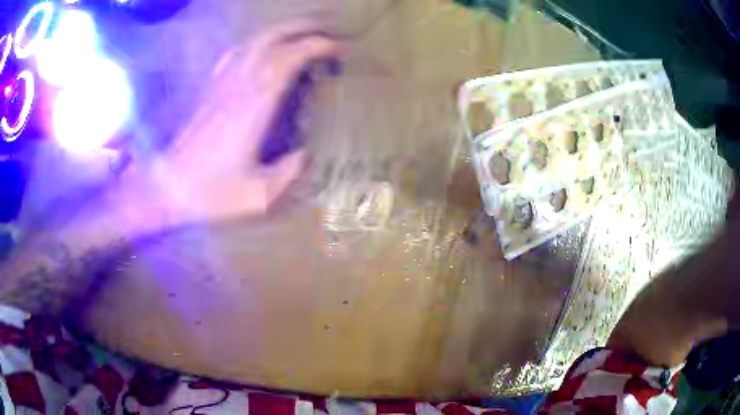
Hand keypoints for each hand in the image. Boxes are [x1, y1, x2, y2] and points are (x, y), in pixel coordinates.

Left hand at [130, 21, 341, 227]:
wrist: (166, 187)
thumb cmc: (209, 193)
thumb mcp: (257, 196)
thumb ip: (288, 174)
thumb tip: (305, 155)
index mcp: (252, 107)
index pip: (287, 59)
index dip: (315, 46)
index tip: (337, 48)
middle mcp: (237, 86)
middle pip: (271, 38)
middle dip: (302, 28)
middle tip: (327, 32)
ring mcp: (221, 84)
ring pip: (253, 41)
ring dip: (282, 31)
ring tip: (303, 34)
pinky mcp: (211, 89)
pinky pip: (236, 54)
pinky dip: (257, 43)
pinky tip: (265, 49)